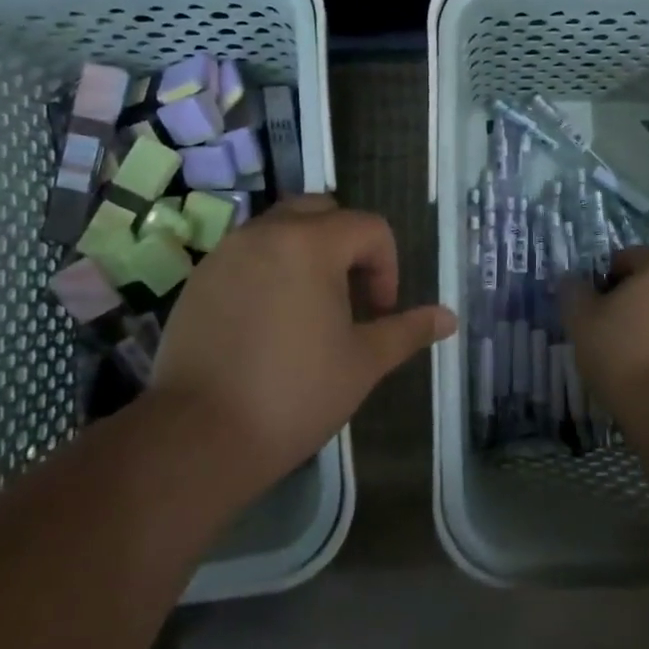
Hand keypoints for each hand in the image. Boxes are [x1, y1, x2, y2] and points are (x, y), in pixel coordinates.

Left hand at [150, 196, 456, 494]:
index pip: (369, 227)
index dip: (387, 266)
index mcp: (311, 244)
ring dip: (307, 253)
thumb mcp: (363, 362)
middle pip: (322, 212)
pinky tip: (271, 320)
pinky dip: (271, 269)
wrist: (199, 437)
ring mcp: (226, 253)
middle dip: (347, 245)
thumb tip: (449, 317)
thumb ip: (407, 330)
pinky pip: (247, 254)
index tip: (379, 312)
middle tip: (351, 296)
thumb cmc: (295, 394)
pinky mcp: (199, 279)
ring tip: (312, 307)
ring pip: (280, 228)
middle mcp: (265, 233)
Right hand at [561, 248, 648, 417]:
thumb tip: (571, 280)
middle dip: (621, 299)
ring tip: (615, 351)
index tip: (586, 305)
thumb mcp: (581, 318)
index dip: (600, 278)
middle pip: (646, 283)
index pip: (625, 257)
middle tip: (597, 326)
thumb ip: (573, 290)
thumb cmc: (622, 351)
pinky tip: (636, 367)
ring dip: (638, 322)